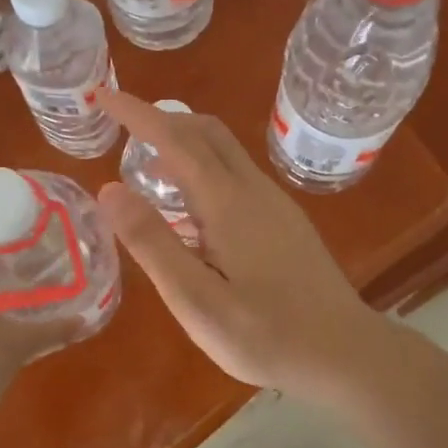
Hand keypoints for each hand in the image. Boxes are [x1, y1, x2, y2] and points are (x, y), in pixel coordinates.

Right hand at [93, 88, 388, 400]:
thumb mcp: (196, 300)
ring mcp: (275, 204)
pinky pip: (237, 174)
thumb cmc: (265, 335)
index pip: (174, 139)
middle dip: (161, 119)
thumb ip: (153, 243)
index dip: (136, 113)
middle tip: (122, 130)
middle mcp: (253, 190)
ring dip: (184, 143)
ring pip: (225, 151)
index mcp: (227, 203)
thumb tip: (109, 189)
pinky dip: (204, 168)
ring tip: (148, 167)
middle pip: (205, 132)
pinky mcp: (285, 222)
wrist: (344, 352)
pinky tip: (192, 208)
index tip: (102, 95)